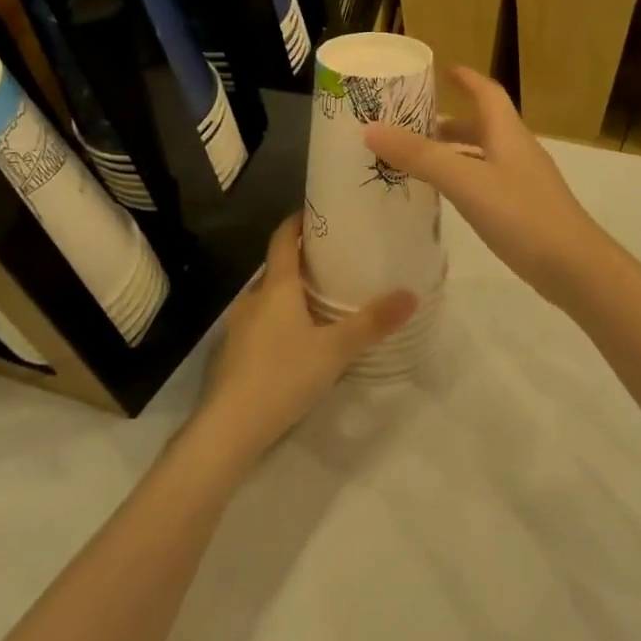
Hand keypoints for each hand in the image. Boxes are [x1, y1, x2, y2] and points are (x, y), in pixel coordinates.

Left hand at [192, 215, 416, 467]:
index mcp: (276, 288)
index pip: (283, 239)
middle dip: (302, 262)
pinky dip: (280, 320)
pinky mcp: (233, 353)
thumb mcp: (335, 350)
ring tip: (322, 300)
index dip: (297, 222)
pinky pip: (261, 323)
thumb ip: (372, 323)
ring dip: (291, 294)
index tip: (317, 212)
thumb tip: (410, 294)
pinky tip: (298, 340)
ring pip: (268, 299)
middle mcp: (253, 299)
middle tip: (335, 261)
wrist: (229, 427)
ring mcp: (238, 327)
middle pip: (277, 269)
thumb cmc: (283, 376)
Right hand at [363, 67, 606, 298]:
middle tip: (413, 124)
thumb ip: (420, 156)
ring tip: (420, 161)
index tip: (443, 70)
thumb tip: (372, 129)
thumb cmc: (521, 215)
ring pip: (484, 156)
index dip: (467, 79)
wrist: (574, 267)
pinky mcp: (525, 210)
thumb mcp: (465, 181)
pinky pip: (487, 183)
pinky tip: (448, 198)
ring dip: (455, 152)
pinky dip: (464, 180)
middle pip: (483, 125)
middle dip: (450, 121)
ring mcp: (524, 182)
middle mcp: (517, 151)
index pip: (487, 93)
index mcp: (507, 133)